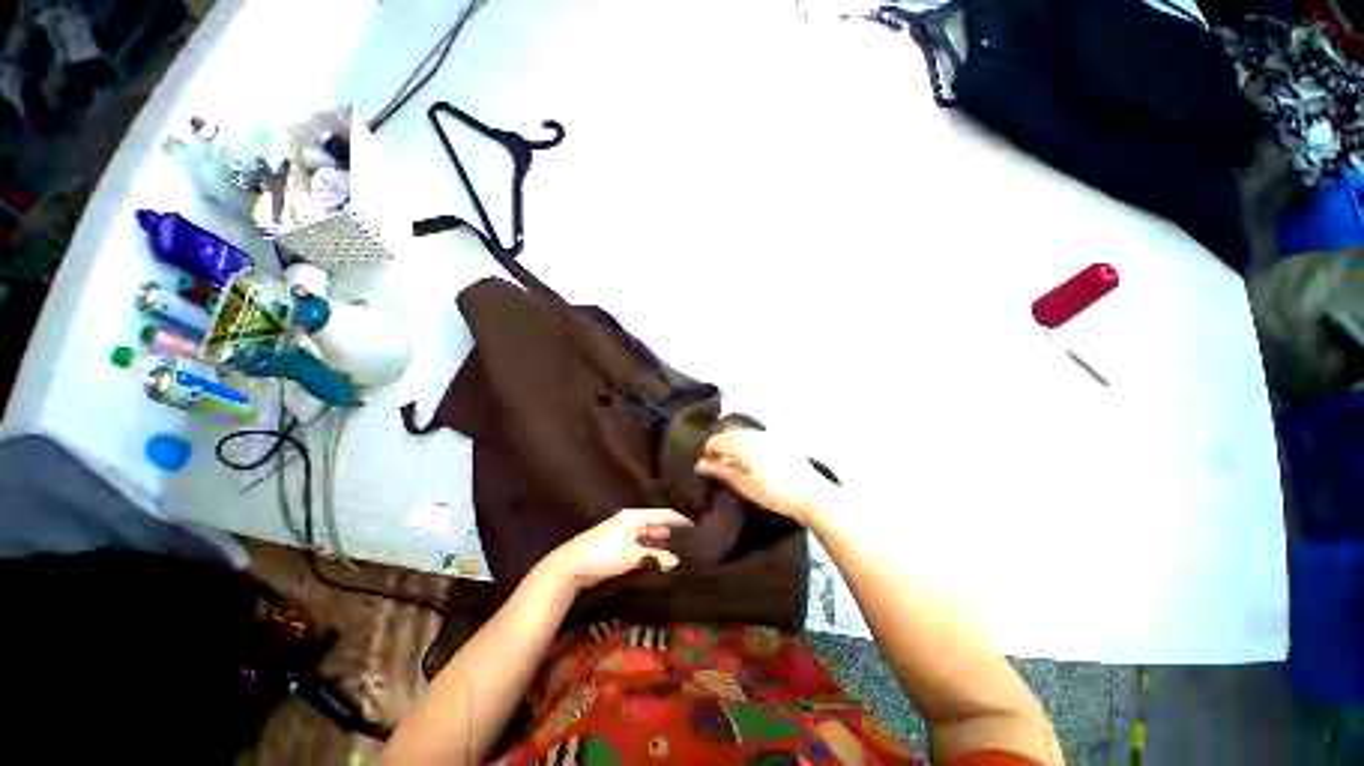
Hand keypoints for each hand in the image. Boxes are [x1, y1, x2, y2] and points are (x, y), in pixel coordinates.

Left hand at [543, 508, 694, 590]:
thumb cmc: (602, 555)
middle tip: (691, 547)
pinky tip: (659, 562)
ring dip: (662, 545)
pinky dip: (651, 552)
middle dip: (673, 535)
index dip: (681, 521)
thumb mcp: (632, 556)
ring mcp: (625, 533)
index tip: (698, 529)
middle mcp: (631, 521)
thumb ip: (656, 557)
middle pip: (658, 525)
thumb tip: (676, 560)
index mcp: (635, 516)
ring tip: (679, 556)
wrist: (570, 567)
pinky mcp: (619, 546)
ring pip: (650, 537)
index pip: (664, 514)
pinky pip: (642, 546)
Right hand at [695, 430, 837, 525]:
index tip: (705, 465)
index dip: (707, 452)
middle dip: (720, 446)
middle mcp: (755, 434)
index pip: (716, 440)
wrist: (812, 495)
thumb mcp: (744, 486)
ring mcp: (769, 435)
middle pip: (729, 434)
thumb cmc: (775, 494)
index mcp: (744, 444)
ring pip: (742, 433)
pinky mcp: (780, 439)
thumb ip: (721, 471)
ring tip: (733, 463)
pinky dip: (747, 443)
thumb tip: (700, 464)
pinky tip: (751, 459)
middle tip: (717, 464)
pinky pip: (755, 436)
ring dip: (733, 444)